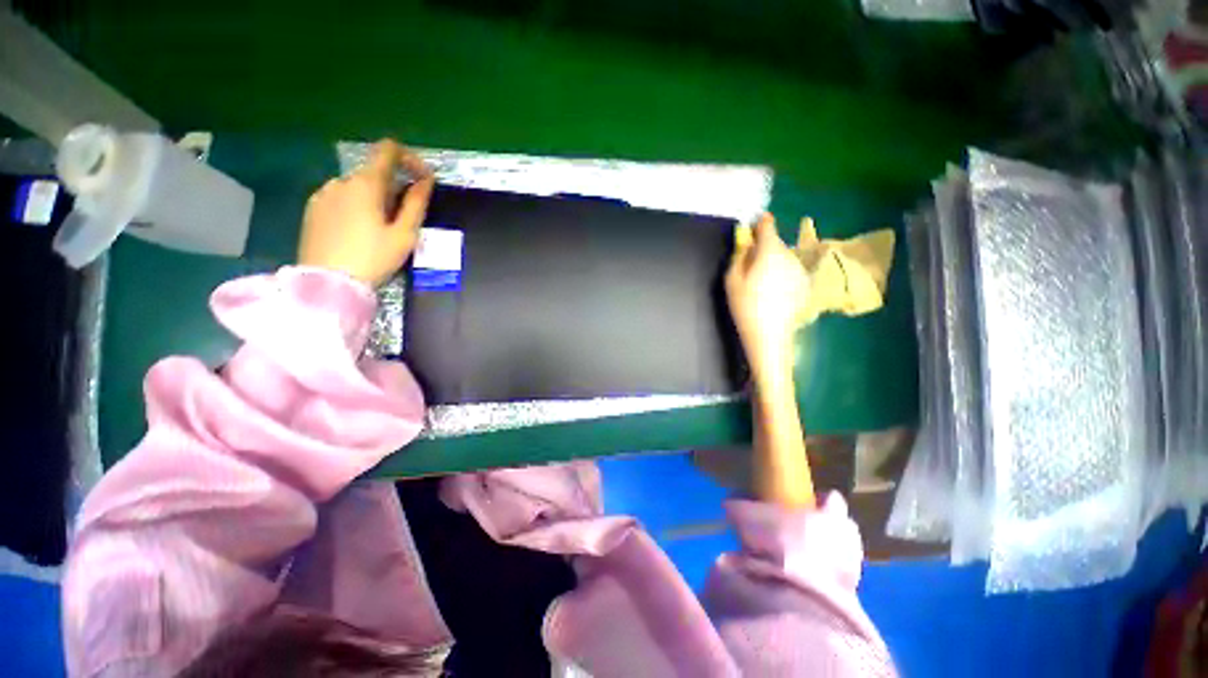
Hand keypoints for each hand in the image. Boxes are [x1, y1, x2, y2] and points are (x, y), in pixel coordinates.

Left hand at [298, 139, 435, 286]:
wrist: (327, 284)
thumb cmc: (373, 259)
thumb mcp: (404, 234)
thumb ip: (416, 204)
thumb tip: (426, 181)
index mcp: (366, 184)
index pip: (388, 150)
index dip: (409, 158)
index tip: (422, 179)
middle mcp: (341, 180)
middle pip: (374, 173)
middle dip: (394, 189)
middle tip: (403, 220)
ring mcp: (322, 194)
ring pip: (357, 187)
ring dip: (374, 199)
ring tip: (379, 232)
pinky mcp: (312, 209)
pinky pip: (340, 198)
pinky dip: (355, 207)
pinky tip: (358, 234)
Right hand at [725, 213, 809, 379]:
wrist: (769, 334)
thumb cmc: (745, 306)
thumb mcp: (731, 280)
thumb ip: (738, 256)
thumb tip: (746, 241)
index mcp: (769, 252)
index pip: (767, 226)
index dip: (759, 224)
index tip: (752, 227)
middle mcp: (789, 255)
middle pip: (775, 243)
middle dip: (763, 247)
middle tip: (750, 263)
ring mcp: (800, 269)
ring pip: (784, 256)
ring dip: (773, 260)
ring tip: (761, 280)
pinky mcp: (805, 282)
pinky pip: (790, 269)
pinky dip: (782, 273)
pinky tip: (773, 291)